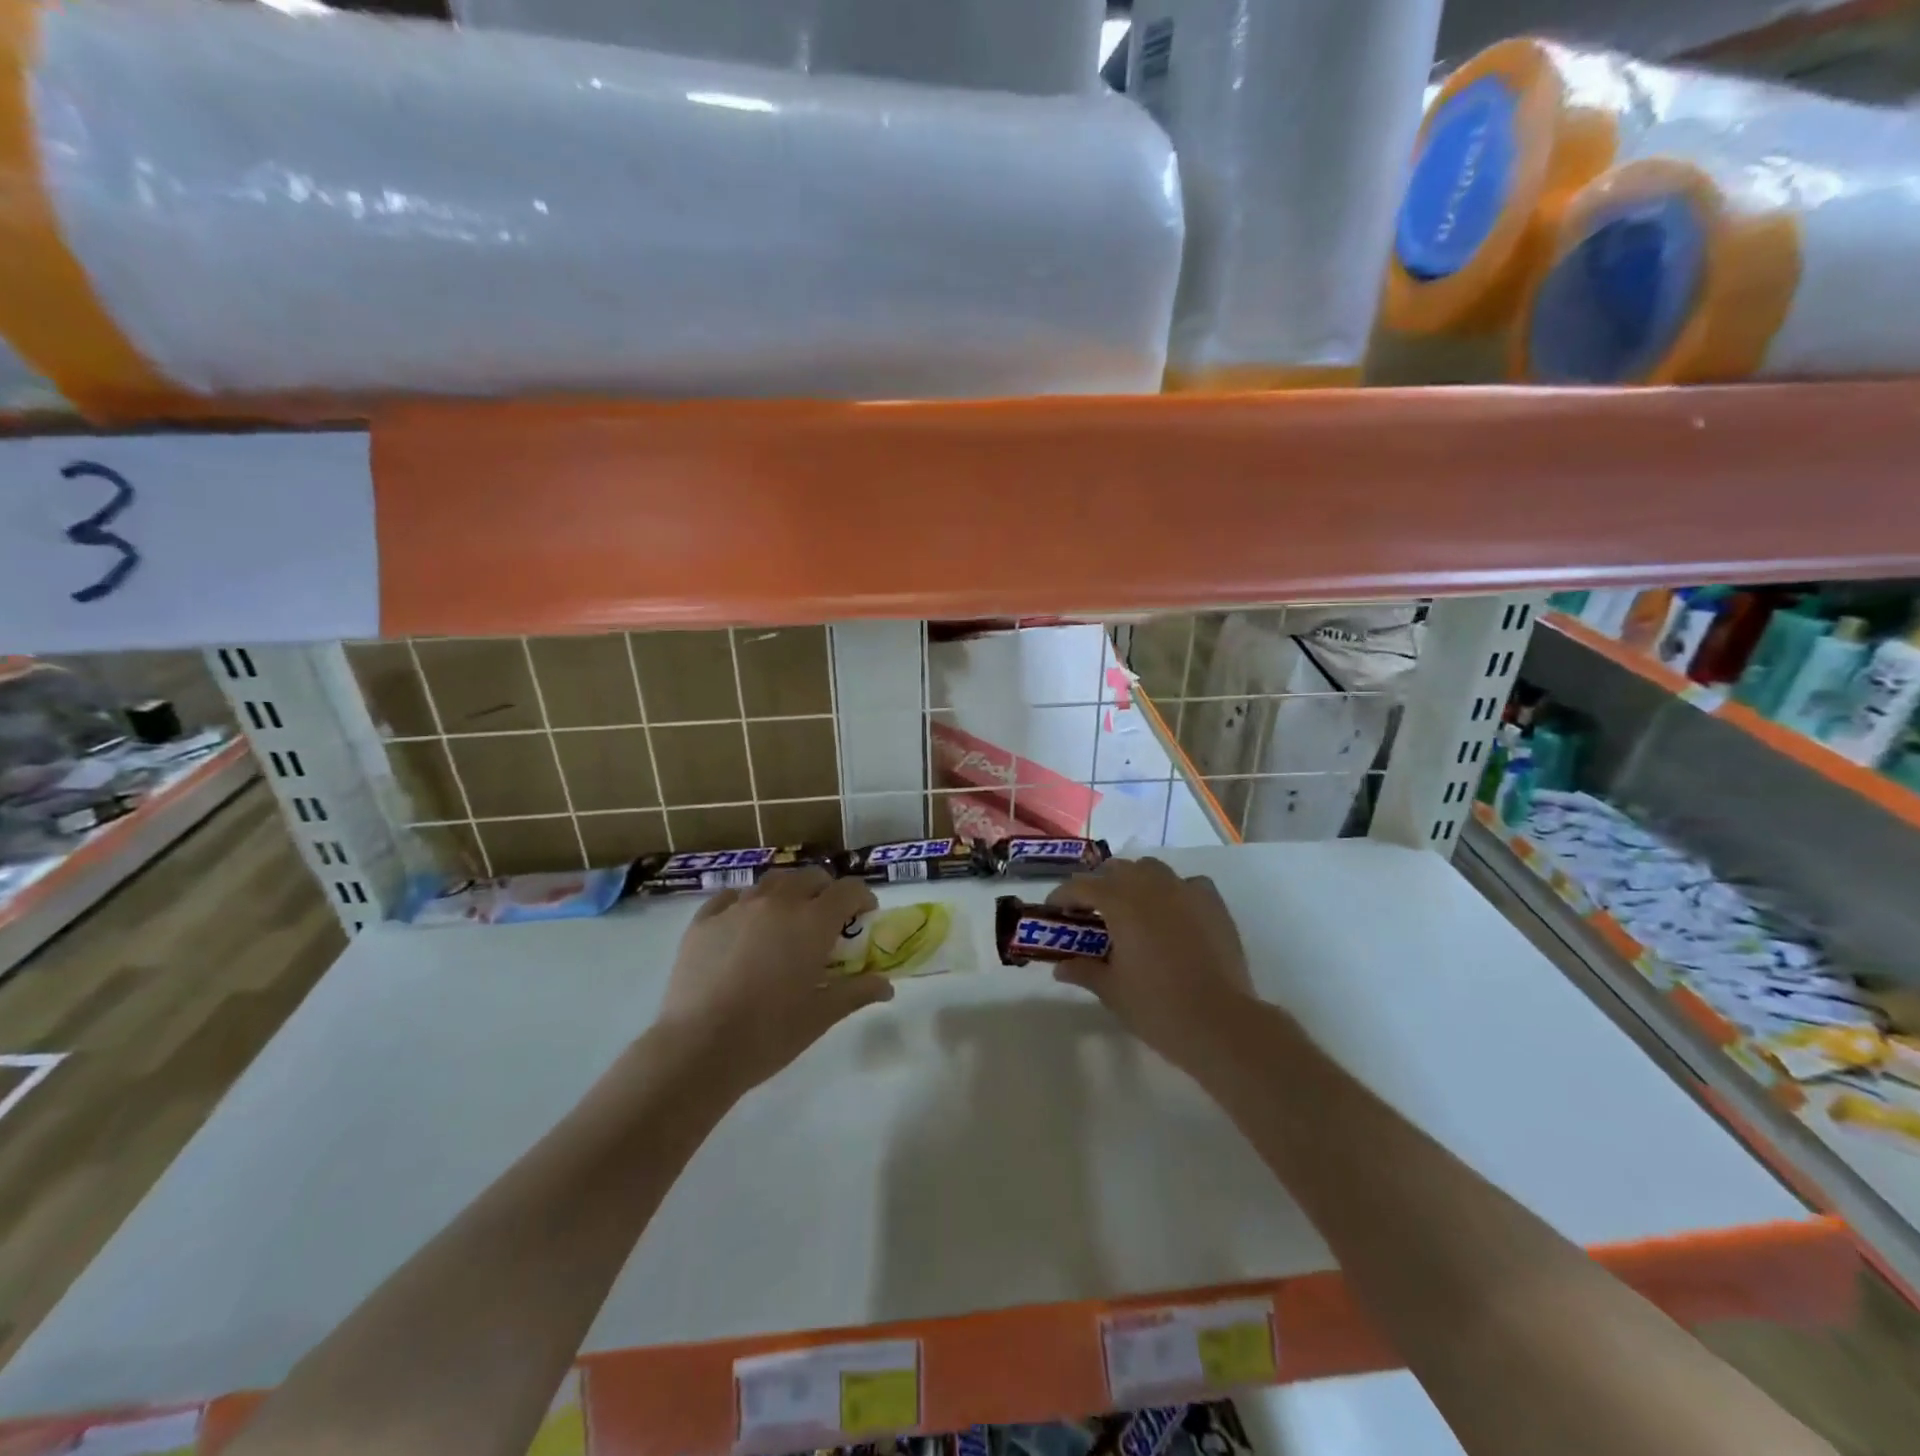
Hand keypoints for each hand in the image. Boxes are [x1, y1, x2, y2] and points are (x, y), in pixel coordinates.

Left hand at [655, 867, 890, 1096]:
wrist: (698, 1048)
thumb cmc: (770, 1033)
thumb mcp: (822, 1015)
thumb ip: (858, 992)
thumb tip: (887, 986)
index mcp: (812, 922)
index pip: (848, 890)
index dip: (862, 898)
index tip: (864, 916)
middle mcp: (777, 903)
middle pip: (810, 877)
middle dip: (825, 891)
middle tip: (826, 920)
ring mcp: (737, 908)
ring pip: (770, 882)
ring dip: (786, 893)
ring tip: (784, 920)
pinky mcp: (703, 921)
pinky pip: (730, 898)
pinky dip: (744, 903)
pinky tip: (743, 925)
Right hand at [1046, 857, 1255, 1071]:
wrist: (1220, 1023)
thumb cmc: (1157, 1007)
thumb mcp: (1111, 990)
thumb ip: (1084, 970)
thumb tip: (1060, 966)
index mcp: (1120, 902)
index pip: (1081, 886)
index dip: (1062, 896)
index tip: (1053, 912)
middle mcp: (1151, 886)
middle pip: (1116, 869)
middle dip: (1099, 885)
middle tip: (1091, 913)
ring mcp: (1186, 890)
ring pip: (1151, 869)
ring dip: (1134, 881)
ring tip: (1131, 909)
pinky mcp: (1213, 903)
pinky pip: (1187, 884)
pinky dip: (1173, 891)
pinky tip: (1173, 914)